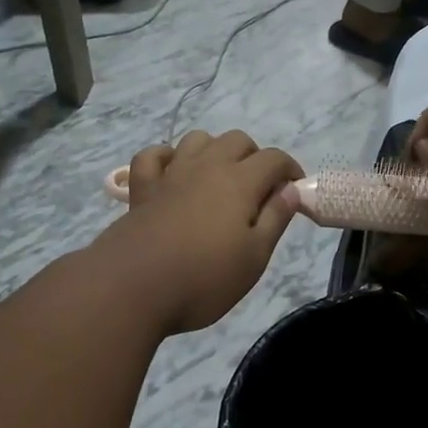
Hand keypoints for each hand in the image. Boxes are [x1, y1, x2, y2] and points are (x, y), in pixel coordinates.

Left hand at [97, 131, 302, 333]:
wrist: (132, 288)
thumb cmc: (203, 278)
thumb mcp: (254, 257)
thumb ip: (275, 219)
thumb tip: (291, 190)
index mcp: (239, 182)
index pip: (274, 159)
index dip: (290, 170)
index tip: (295, 191)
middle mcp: (206, 167)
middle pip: (237, 140)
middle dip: (255, 157)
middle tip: (259, 190)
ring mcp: (170, 174)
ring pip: (197, 140)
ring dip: (214, 151)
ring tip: (219, 179)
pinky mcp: (141, 188)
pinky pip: (153, 156)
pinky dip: (166, 158)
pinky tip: (173, 174)